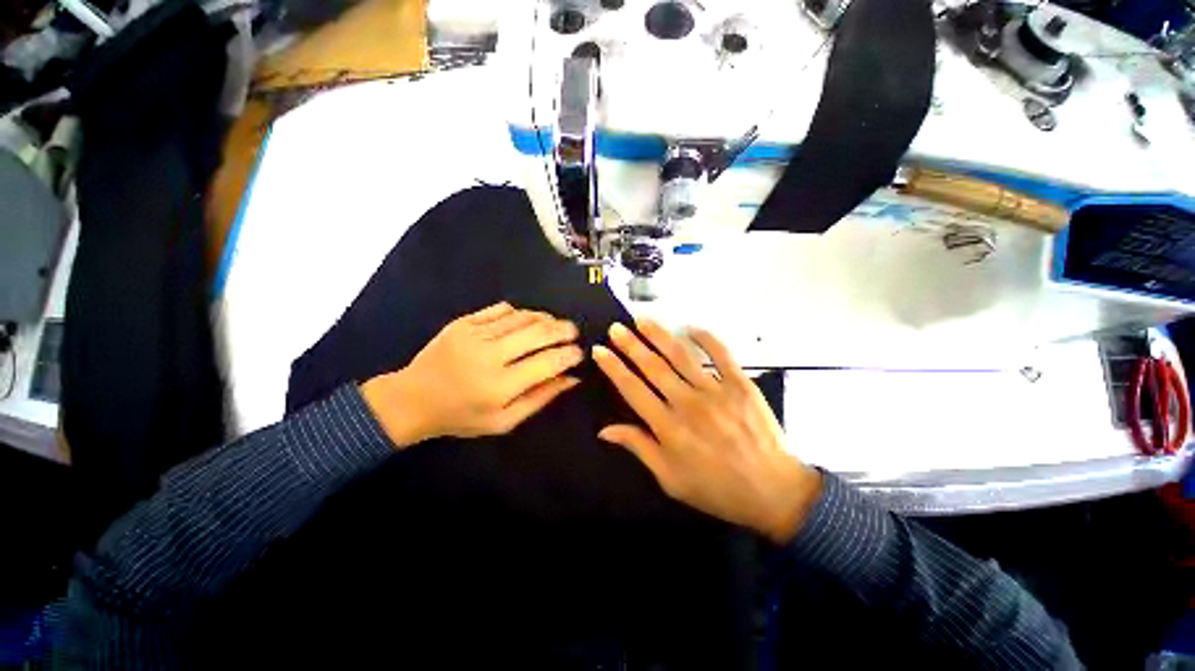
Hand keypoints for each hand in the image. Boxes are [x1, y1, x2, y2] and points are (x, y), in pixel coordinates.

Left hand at [362, 303, 582, 447]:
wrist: (412, 399)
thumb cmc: (462, 416)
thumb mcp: (504, 421)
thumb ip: (540, 398)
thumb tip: (572, 378)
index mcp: (500, 387)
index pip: (547, 363)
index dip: (569, 355)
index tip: (579, 352)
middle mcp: (489, 356)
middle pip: (537, 333)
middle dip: (562, 330)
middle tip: (573, 331)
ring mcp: (474, 335)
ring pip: (522, 317)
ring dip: (545, 318)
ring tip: (555, 324)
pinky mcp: (463, 322)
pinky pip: (501, 309)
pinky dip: (521, 312)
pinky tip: (528, 319)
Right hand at [593, 320, 820, 543]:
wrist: (773, 492)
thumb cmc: (716, 489)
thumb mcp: (670, 479)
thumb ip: (638, 448)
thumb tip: (605, 430)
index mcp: (668, 427)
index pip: (632, 389)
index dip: (614, 367)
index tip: (600, 350)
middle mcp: (687, 403)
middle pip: (652, 367)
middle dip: (631, 344)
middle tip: (617, 327)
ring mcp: (715, 390)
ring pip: (680, 356)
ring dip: (659, 335)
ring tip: (642, 320)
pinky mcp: (741, 384)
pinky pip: (721, 354)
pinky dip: (706, 338)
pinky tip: (691, 327)